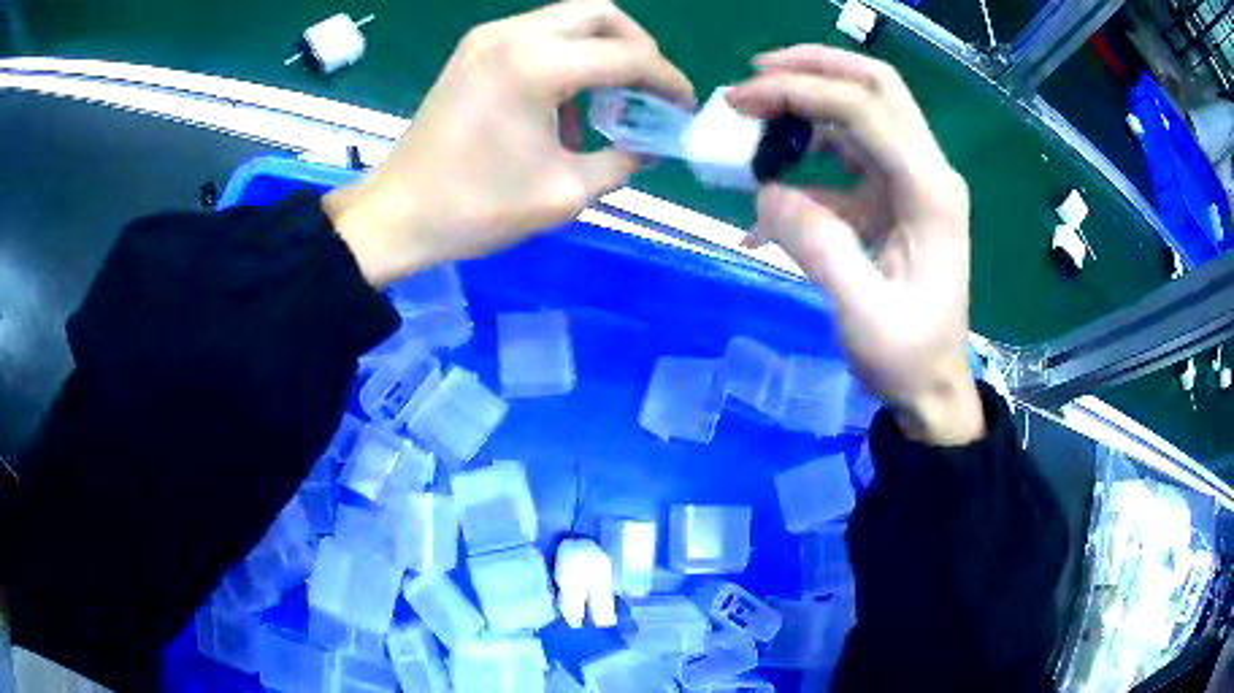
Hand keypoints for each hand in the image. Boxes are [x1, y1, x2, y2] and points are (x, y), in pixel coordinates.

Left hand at [325, 0, 693, 285]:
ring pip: (568, 18)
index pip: (628, 55)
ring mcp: (488, 37)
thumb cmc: (477, 209)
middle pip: (601, 13)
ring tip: (608, 98)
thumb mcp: (566, 192)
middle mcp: (514, 34)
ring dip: (600, 49)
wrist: (398, 214)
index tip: (683, 107)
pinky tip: (563, 101)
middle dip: (637, 47)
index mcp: (538, 65)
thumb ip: (623, 161)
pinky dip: (565, 55)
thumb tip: (651, 145)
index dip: (667, 80)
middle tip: (647, 89)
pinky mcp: (473, 50)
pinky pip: (537, 34)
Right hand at [728, 46, 982, 445]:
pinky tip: (768, 178)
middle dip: (814, 68)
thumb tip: (764, 193)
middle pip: (875, 87)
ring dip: (807, 101)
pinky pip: (847, 155)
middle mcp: (927, 172)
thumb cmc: (907, 357)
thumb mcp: (863, 314)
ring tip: (752, 114)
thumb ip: (817, 248)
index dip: (803, 91)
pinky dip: (806, 152)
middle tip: (754, 77)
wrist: (932, 386)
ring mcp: (911, 181)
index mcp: (930, 192)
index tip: (743, 99)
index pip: (867, 109)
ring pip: (860, 112)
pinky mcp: (892, 197)